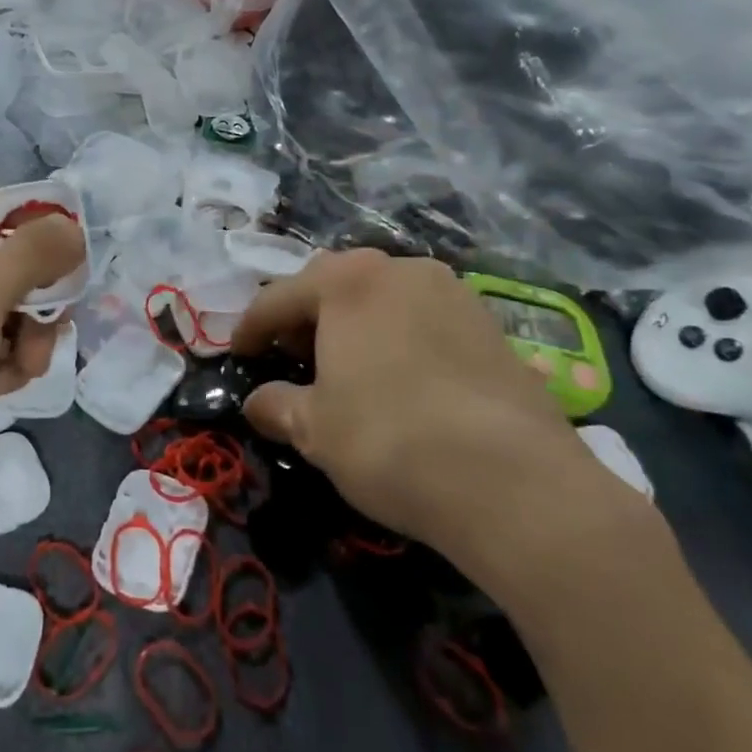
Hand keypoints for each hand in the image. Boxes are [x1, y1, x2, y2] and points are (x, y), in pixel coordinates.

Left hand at [0, 188, 83, 552]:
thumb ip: (33, 253)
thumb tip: (73, 227)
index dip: (31, 222)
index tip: (76, 246)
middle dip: (33, 293)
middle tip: (55, 317)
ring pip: (1, 310)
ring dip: (26, 335)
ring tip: (26, 365)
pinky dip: (5, 364)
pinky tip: (1, 388)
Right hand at [232, 249, 651, 602]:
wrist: (514, 481)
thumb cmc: (389, 441)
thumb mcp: (315, 430)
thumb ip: (277, 406)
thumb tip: (258, 403)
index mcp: (347, 281)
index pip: (278, 297)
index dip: (250, 328)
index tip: (237, 354)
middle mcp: (400, 270)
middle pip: (333, 284)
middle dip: (305, 317)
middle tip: (293, 357)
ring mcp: (452, 291)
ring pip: (383, 297)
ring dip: (355, 323)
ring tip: (348, 368)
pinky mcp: (491, 323)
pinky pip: (424, 318)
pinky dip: (399, 337)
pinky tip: (402, 380)